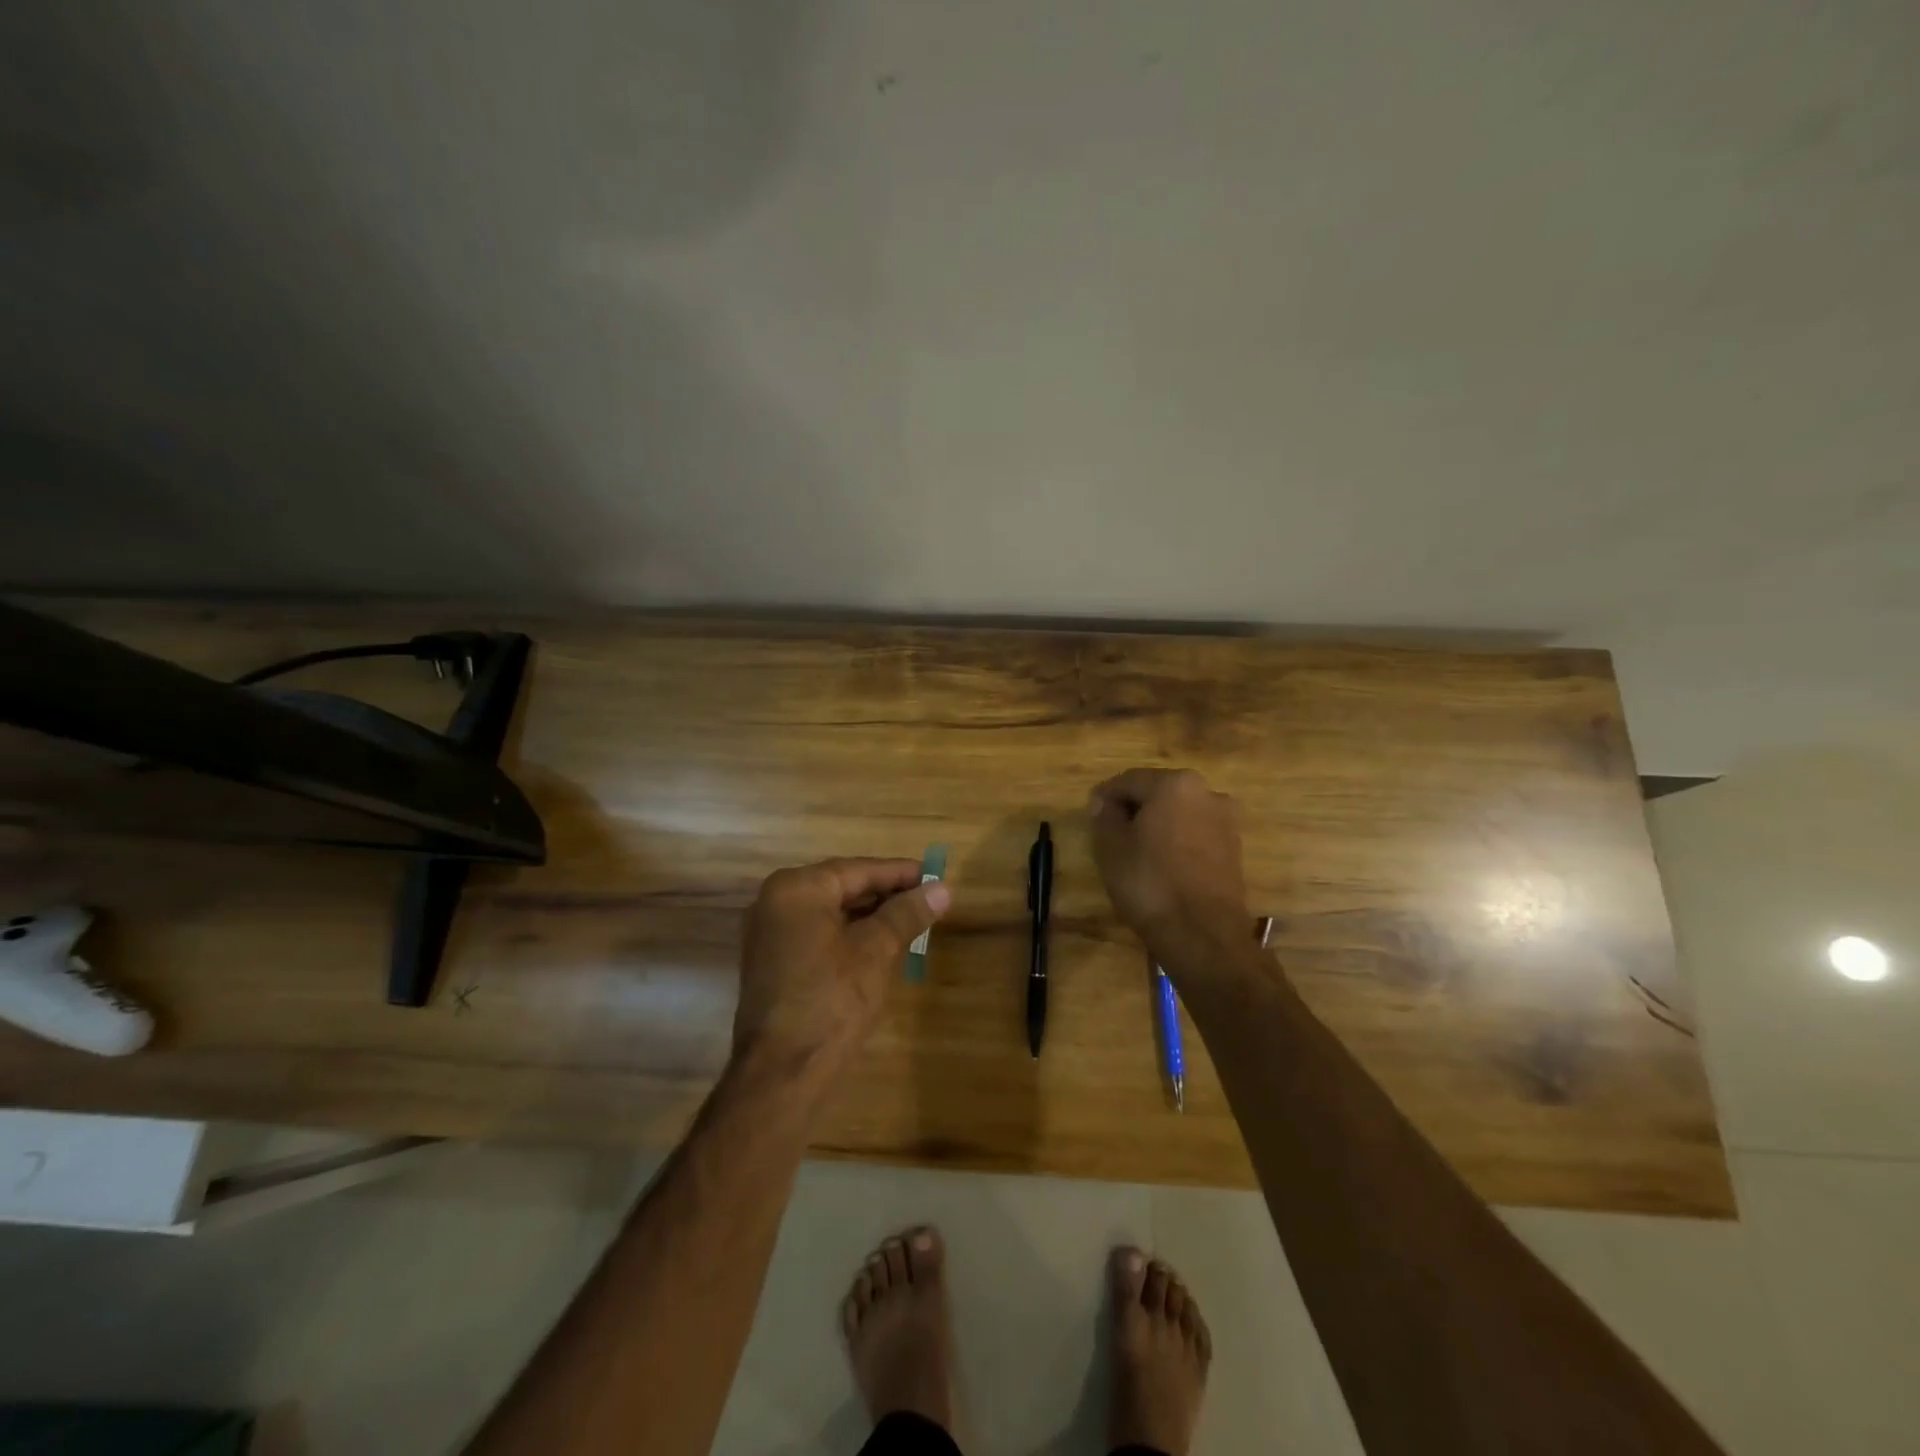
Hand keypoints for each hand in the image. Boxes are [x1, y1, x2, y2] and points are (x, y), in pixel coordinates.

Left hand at [732, 857, 950, 1079]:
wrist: (783, 1074)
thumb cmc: (832, 1001)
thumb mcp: (876, 951)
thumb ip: (907, 914)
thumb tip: (942, 889)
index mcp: (796, 889)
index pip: (857, 870)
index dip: (900, 873)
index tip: (935, 876)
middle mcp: (775, 903)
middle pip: (842, 888)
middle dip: (886, 894)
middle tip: (929, 898)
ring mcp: (770, 935)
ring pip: (831, 913)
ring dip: (870, 916)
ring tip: (913, 920)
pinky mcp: (773, 963)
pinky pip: (818, 935)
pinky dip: (850, 935)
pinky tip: (881, 944)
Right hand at [1088, 769, 1251, 973]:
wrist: (1203, 935)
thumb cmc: (1150, 883)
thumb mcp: (1111, 848)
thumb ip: (1104, 816)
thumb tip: (1103, 802)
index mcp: (1174, 784)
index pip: (1129, 780)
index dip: (1105, 796)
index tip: (1091, 815)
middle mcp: (1206, 792)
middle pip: (1158, 793)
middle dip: (1134, 809)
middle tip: (1110, 833)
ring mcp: (1225, 821)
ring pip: (1179, 814)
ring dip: (1157, 825)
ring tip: (1135, 851)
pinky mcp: (1234, 849)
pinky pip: (1195, 834)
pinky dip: (1176, 842)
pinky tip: (1161, 865)